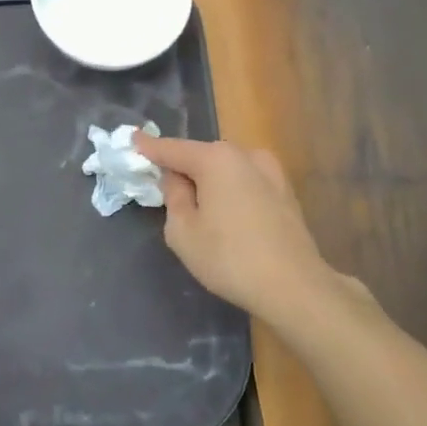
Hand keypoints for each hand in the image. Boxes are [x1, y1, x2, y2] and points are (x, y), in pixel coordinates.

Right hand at [134, 133, 373, 325]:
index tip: (132, 139)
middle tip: (165, 190)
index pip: (173, 149)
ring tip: (198, 209)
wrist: (294, 287)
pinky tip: (227, 217)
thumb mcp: (182, 231)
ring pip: (227, 169)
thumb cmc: (229, 258)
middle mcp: (246, 155)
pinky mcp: (285, 193)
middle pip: (202, 156)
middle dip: (183, 168)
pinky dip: (230, 191)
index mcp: (216, 159)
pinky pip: (246, 183)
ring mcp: (271, 172)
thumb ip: (173, 197)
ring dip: (209, 181)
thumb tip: (177, 179)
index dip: (149, 147)